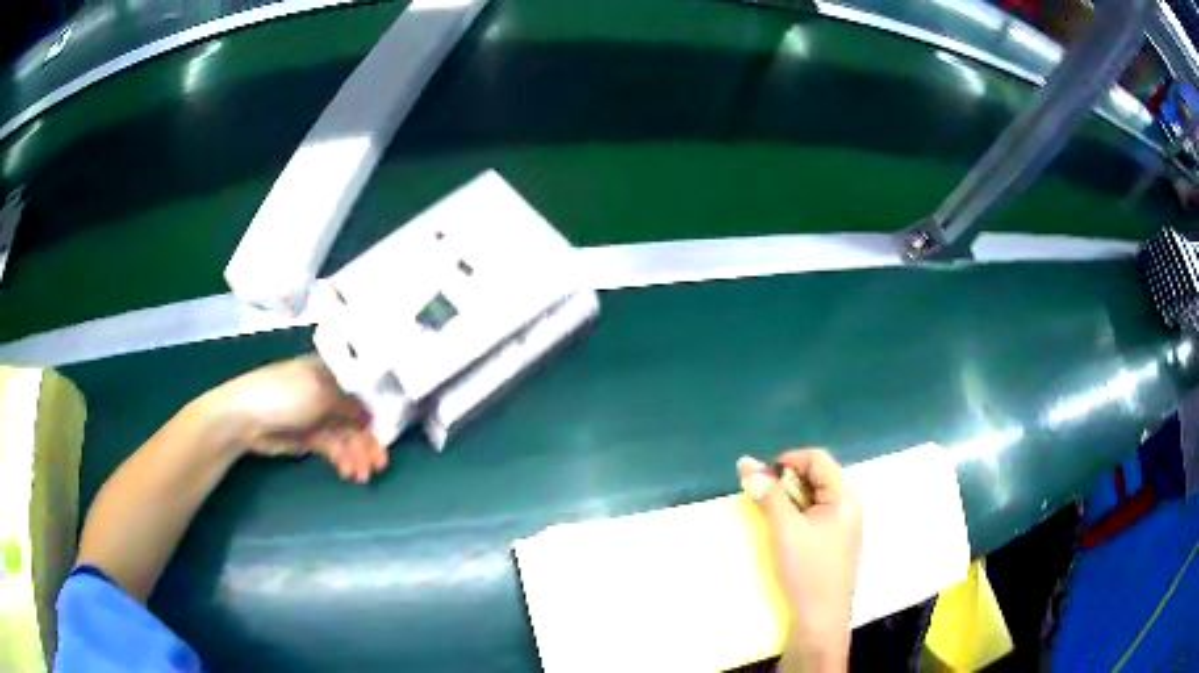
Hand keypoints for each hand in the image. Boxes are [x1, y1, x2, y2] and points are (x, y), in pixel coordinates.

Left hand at [200, 356, 388, 482]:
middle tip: (380, 464)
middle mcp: (329, 393)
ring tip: (362, 475)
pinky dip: (343, 460)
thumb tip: (372, 417)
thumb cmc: (283, 394)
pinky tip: (349, 473)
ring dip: (357, 455)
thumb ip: (349, 405)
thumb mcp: (320, 392)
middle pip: (357, 418)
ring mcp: (319, 416)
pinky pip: (334, 449)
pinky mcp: (311, 438)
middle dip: (368, 441)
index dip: (378, 411)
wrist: (245, 417)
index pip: (363, 390)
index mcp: (332, 372)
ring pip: (347, 437)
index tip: (389, 432)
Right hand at [737, 450, 862, 672]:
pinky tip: (784, 532)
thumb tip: (746, 463)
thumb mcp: (784, 529)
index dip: (788, 460)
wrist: (821, 618)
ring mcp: (845, 525)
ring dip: (790, 499)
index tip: (762, 478)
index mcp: (844, 497)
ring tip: (770, 517)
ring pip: (815, 497)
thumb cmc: (806, 571)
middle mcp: (849, 505)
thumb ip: (768, 494)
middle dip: (787, 482)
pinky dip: (797, 516)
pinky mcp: (837, 542)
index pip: (818, 459)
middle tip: (762, 499)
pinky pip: (817, 515)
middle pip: (818, 476)